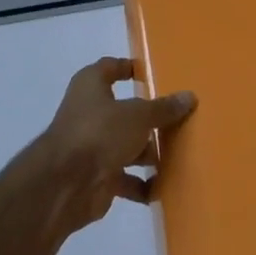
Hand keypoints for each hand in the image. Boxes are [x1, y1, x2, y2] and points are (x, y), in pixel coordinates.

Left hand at [12, 58, 195, 234]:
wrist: (66, 185)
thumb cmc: (100, 132)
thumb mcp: (138, 115)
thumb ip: (163, 108)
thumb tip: (189, 97)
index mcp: (91, 86)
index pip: (110, 68)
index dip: (129, 68)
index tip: (153, 72)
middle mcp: (89, 113)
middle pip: (124, 111)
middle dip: (149, 118)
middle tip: (179, 118)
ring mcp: (92, 146)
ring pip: (126, 146)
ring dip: (148, 153)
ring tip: (179, 154)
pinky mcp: (97, 177)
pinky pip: (125, 178)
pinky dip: (141, 184)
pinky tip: (163, 187)